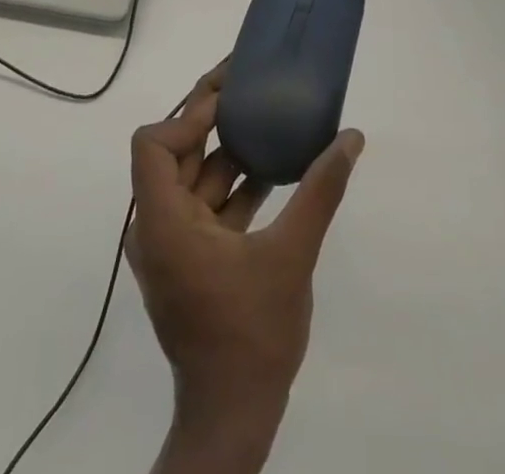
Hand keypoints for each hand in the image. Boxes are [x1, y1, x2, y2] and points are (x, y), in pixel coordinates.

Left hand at [127, 61, 364, 473]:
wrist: (233, 419)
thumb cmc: (252, 334)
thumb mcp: (291, 256)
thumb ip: (319, 192)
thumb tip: (351, 138)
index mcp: (163, 222)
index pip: (153, 144)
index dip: (187, 115)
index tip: (228, 100)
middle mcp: (156, 227)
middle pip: (174, 154)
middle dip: (210, 118)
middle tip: (248, 86)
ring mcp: (171, 247)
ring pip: (192, 180)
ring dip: (226, 152)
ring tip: (266, 119)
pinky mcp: (189, 262)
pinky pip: (205, 207)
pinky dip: (233, 186)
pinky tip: (272, 171)